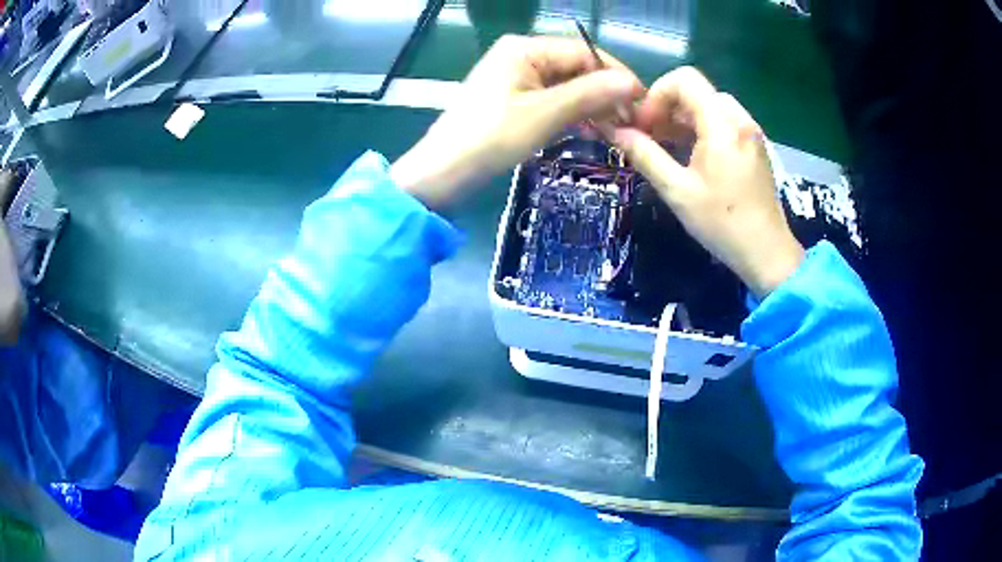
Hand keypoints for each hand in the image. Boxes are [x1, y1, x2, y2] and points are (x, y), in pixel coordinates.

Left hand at [391, 35, 643, 208]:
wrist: (442, 175)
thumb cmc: (490, 139)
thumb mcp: (544, 115)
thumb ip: (589, 95)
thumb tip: (632, 84)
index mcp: (524, 48)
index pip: (584, 52)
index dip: (616, 75)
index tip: (642, 103)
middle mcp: (520, 56)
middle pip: (576, 68)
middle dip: (604, 92)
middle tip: (631, 122)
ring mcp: (515, 78)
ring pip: (566, 85)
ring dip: (591, 105)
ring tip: (616, 129)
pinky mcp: (513, 100)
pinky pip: (552, 100)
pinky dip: (572, 114)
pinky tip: (590, 130)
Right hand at [603, 67, 803, 297]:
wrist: (767, 253)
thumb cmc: (722, 223)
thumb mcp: (677, 191)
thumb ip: (645, 155)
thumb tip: (614, 131)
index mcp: (722, 124)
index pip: (684, 79)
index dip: (657, 95)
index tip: (645, 125)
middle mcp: (739, 119)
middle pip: (696, 90)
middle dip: (668, 107)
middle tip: (651, 136)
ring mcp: (750, 131)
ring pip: (710, 105)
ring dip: (684, 117)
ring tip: (667, 146)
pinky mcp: (754, 145)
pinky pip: (723, 121)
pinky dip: (702, 127)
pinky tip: (690, 154)